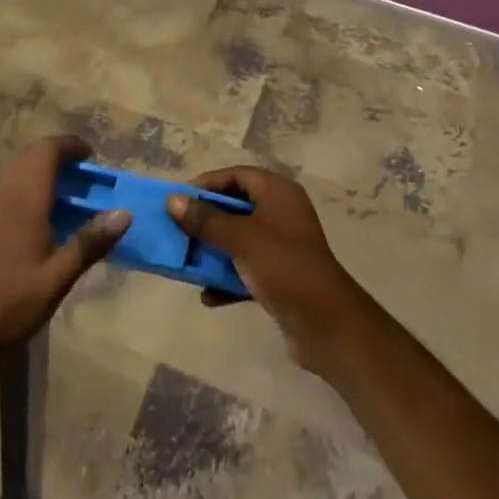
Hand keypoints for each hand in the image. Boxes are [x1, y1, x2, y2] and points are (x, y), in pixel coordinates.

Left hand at [0, 136, 129, 370]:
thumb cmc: (9, 305)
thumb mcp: (57, 279)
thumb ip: (89, 243)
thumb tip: (124, 213)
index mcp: (24, 201)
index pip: (47, 151)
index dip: (71, 146)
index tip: (93, 158)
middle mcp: (4, 195)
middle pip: (31, 155)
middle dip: (59, 156)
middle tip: (86, 177)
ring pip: (18, 170)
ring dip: (43, 171)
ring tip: (70, 196)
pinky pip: (9, 187)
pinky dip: (30, 187)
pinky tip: (43, 218)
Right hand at [168, 166, 366, 368]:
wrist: (325, 323)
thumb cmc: (282, 266)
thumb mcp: (240, 238)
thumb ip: (206, 220)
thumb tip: (173, 200)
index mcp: (278, 193)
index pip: (238, 175)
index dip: (208, 184)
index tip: (180, 200)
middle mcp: (282, 213)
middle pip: (236, 207)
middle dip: (206, 221)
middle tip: (178, 230)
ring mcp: (283, 247)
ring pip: (239, 240)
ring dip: (214, 252)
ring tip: (186, 264)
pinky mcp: (281, 277)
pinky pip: (247, 269)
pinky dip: (228, 279)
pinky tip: (208, 296)